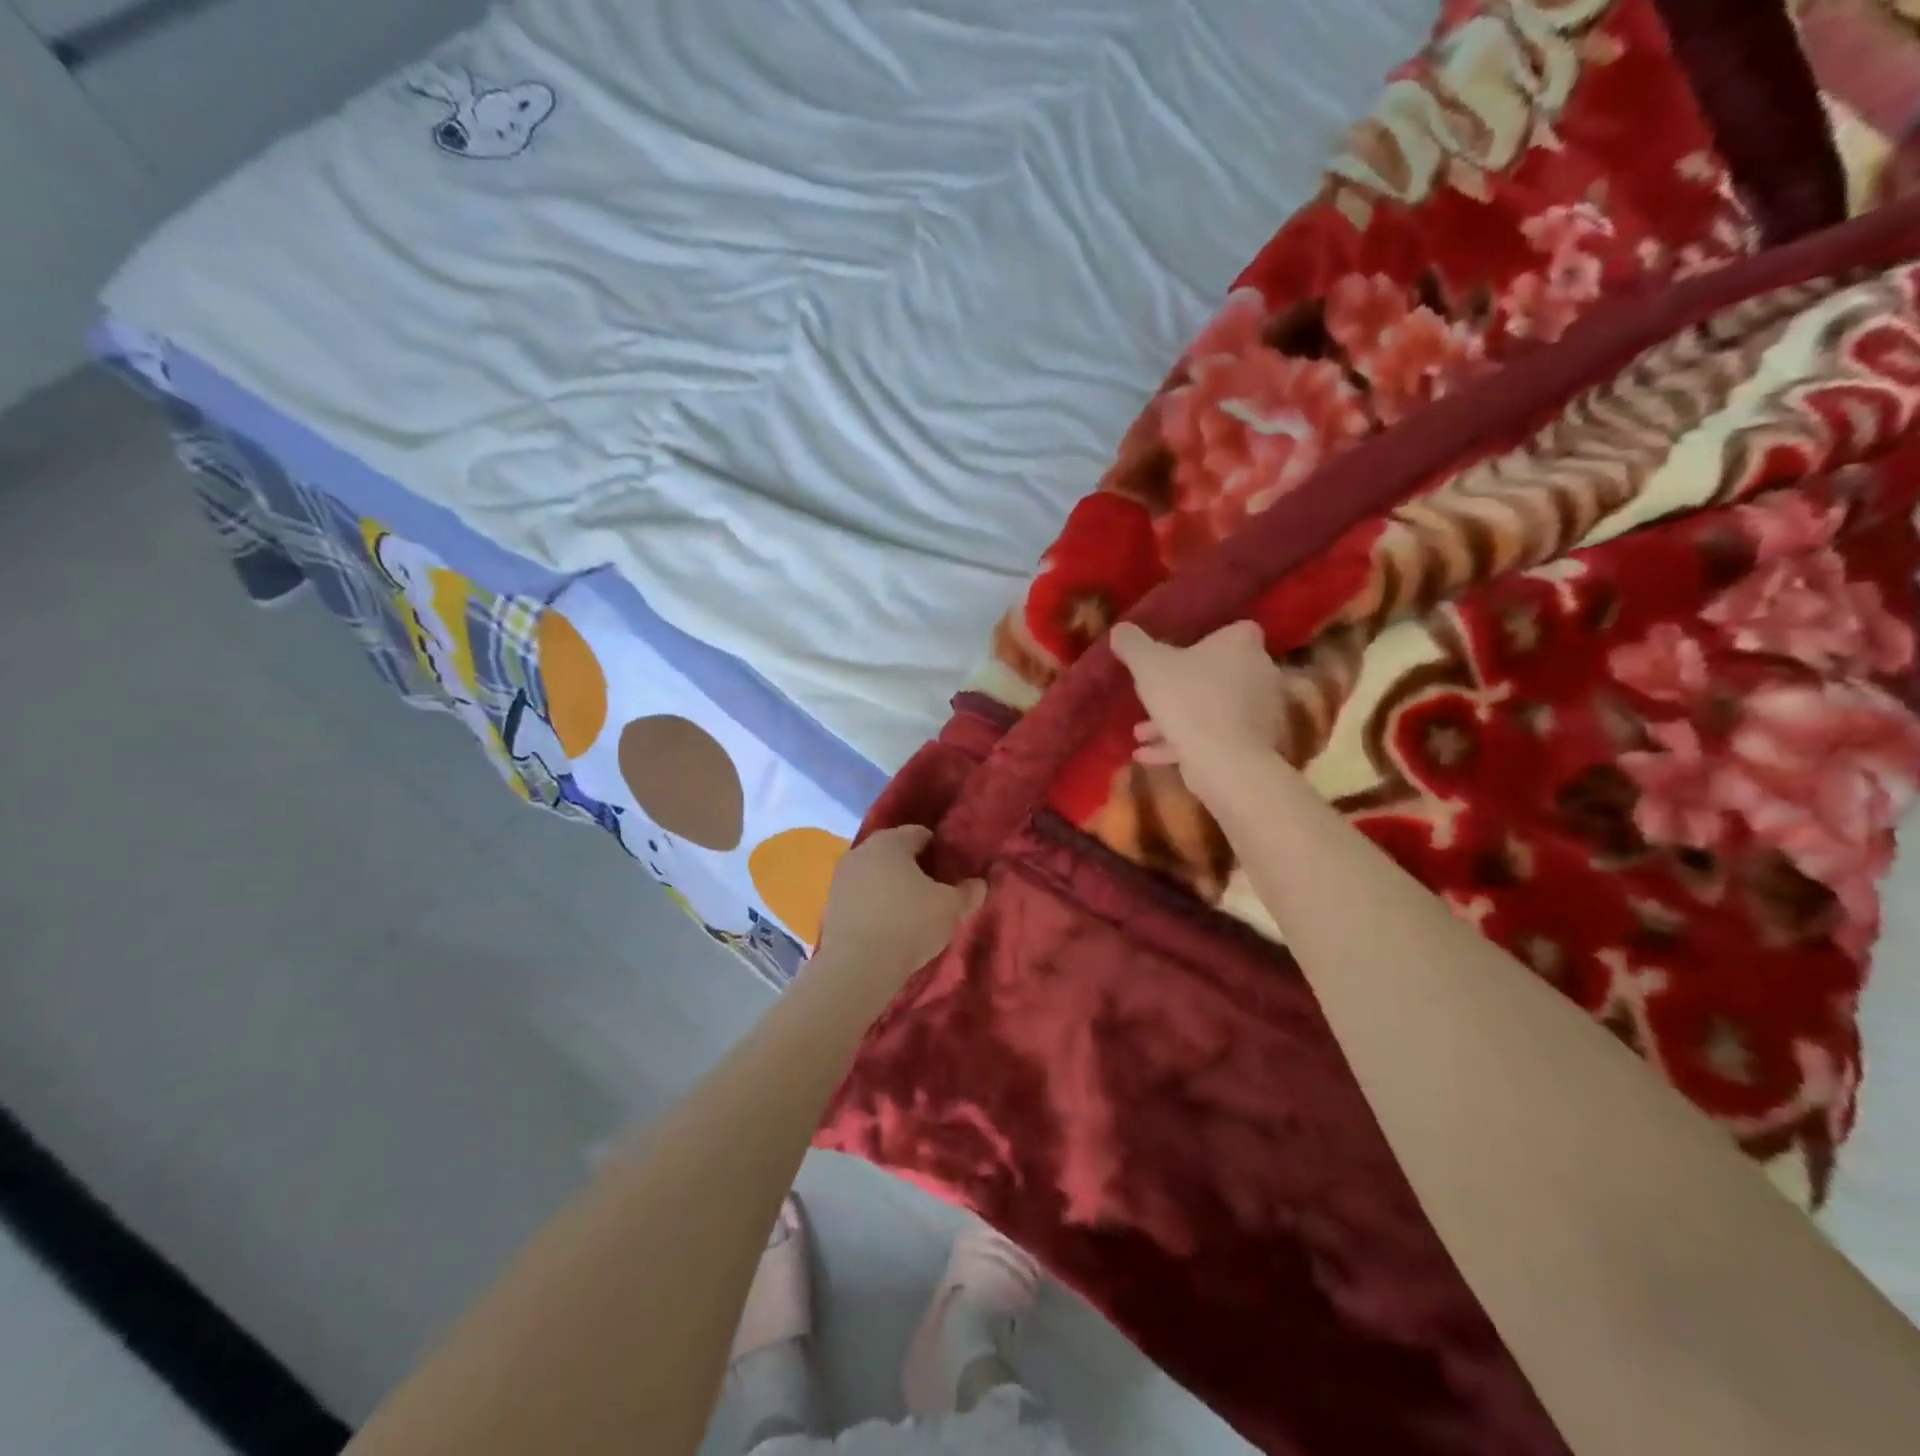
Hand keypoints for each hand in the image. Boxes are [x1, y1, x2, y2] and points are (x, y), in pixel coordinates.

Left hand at [819, 826, 985, 981]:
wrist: (856, 966)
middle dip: (914, 868)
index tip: (952, 871)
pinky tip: (888, 926)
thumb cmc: (909, 924)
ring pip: (875, 874)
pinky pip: (861, 896)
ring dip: (892, 887)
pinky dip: (875, 905)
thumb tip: (978, 884)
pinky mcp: (830, 904)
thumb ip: (968, 892)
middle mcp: (862, 851)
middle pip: (895, 852)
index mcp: (891, 841)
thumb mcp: (951, 908)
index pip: (920, 834)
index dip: (939, 849)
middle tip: (935, 891)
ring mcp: (842, 877)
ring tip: (912, 912)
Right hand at [1111, 620, 1285, 805]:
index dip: (1207, 641)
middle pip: (1219, 672)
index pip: (1233, 631)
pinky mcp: (1254, 744)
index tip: (1178, 654)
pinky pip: (1214, 737)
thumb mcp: (1148, 666)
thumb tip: (1119, 629)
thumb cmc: (1189, 700)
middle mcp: (1260, 672)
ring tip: (1140, 734)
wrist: (1224, 759)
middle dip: (1182, 687)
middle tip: (1151, 698)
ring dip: (1177, 719)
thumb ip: (1133, 645)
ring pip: (1212, 709)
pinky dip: (1183, 744)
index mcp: (1242, 644)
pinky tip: (1147, 756)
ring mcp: (1261, 711)